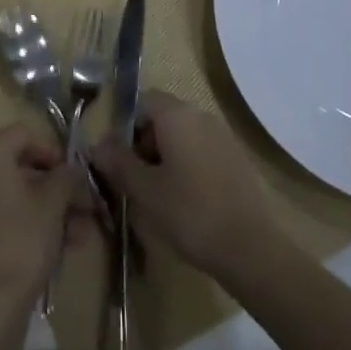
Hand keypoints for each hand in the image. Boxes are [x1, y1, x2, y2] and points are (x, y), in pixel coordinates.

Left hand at [0, 124, 81, 316]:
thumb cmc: (21, 242)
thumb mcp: (53, 204)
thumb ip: (66, 178)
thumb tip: (71, 170)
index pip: (23, 134)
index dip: (52, 151)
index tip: (72, 176)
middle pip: (17, 169)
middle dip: (53, 189)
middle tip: (81, 209)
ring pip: (10, 199)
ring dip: (44, 211)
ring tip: (76, 237)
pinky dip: (23, 227)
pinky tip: (52, 252)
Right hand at [90, 91, 282, 282]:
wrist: (252, 248)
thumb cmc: (190, 213)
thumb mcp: (145, 191)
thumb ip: (119, 162)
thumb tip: (98, 144)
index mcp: (176, 114)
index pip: (143, 101)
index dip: (127, 128)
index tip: (123, 161)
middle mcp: (200, 114)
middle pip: (163, 117)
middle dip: (146, 144)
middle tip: (139, 182)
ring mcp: (222, 135)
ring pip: (183, 135)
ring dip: (167, 157)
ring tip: (162, 197)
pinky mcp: (237, 158)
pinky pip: (203, 151)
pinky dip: (190, 167)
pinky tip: (189, 202)